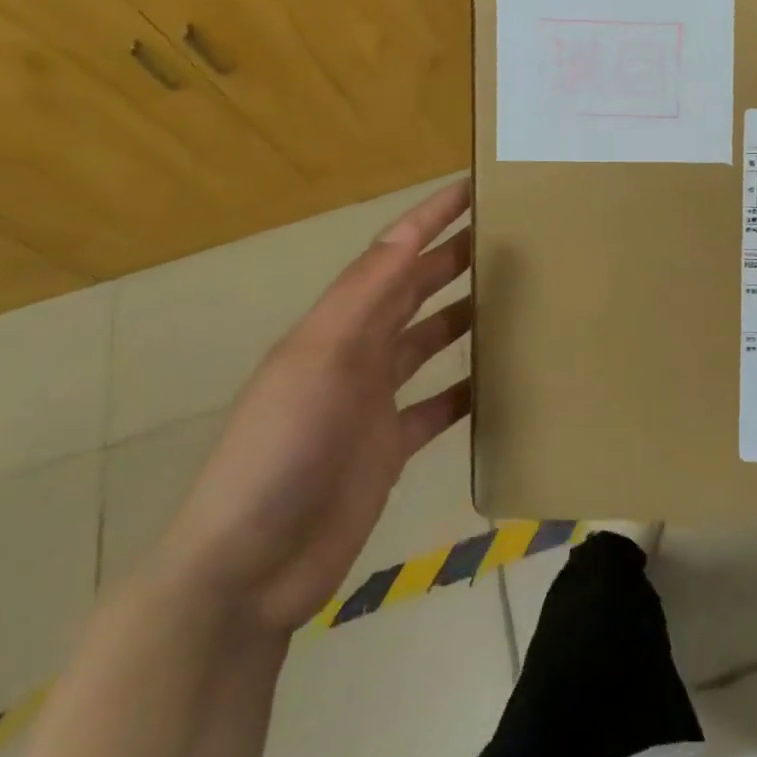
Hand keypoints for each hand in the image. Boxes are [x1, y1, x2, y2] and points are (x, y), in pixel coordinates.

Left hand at [152, 179, 474, 633]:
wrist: (248, 570)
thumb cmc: (280, 452)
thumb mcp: (318, 362)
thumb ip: (363, 298)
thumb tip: (406, 235)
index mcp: (335, 327)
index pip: (390, 256)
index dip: (428, 219)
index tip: (471, 187)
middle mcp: (355, 355)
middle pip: (411, 293)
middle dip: (451, 259)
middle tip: (505, 234)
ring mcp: (372, 403)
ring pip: (425, 343)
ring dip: (461, 317)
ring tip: (509, 296)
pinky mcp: (388, 449)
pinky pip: (436, 408)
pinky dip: (464, 391)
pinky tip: (497, 381)